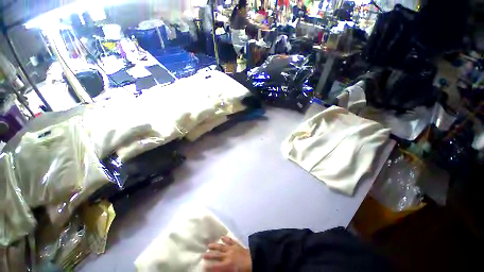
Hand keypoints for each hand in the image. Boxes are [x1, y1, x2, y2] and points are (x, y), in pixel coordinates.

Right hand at [203, 236, 251, 271]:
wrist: (255, 260)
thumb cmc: (244, 270)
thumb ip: (225, 271)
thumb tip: (219, 271)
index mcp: (228, 264)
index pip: (216, 266)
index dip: (209, 267)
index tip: (203, 266)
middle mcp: (228, 255)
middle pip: (217, 255)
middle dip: (210, 255)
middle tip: (203, 254)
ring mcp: (232, 249)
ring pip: (222, 246)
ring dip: (215, 245)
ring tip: (209, 245)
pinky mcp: (237, 245)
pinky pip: (230, 241)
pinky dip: (226, 239)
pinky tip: (222, 236)